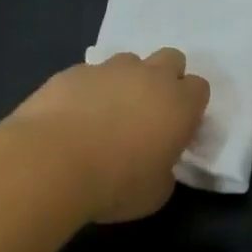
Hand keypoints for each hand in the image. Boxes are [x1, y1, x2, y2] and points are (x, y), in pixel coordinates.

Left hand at [9, 49, 210, 222]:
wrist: (51, 163)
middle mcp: (149, 77)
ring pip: (128, 62)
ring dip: (126, 81)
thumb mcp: (155, 193)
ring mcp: (109, 69)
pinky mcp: (73, 71)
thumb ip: (165, 169)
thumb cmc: (114, 184)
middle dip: (165, 78)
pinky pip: (90, 74)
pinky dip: (88, 90)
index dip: (189, 106)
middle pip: (171, 59)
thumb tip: (156, 162)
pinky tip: (73, 116)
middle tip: (148, 112)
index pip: (200, 88)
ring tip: (106, 113)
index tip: (176, 129)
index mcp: (179, 104)